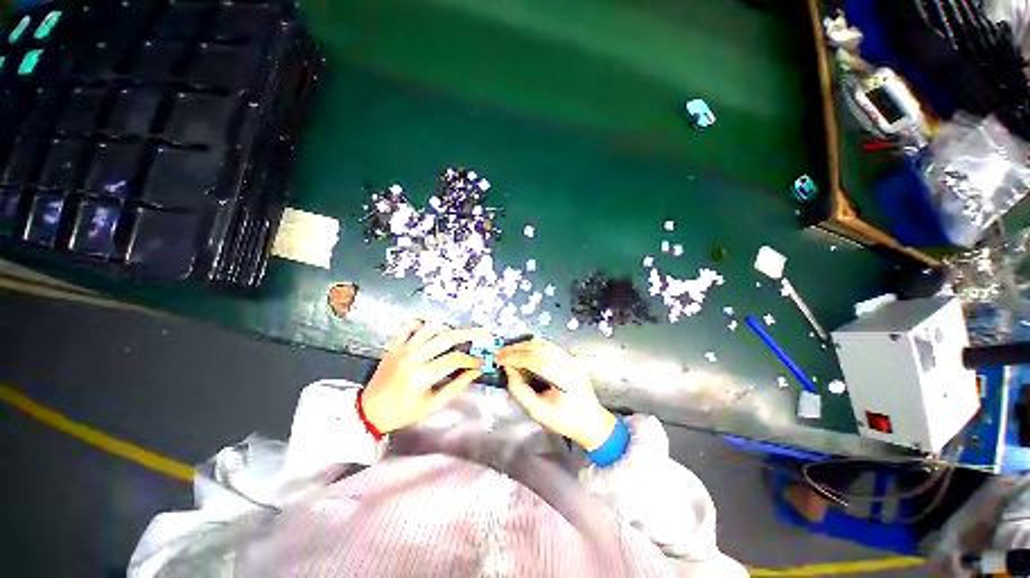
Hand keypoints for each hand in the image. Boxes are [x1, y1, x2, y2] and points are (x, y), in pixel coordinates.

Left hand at [362, 320, 489, 433]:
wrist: (369, 411)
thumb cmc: (403, 412)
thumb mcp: (432, 405)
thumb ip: (456, 387)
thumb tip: (475, 372)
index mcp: (423, 375)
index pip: (456, 359)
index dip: (472, 359)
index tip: (481, 361)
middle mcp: (414, 357)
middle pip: (447, 337)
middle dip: (469, 334)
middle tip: (483, 334)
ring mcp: (403, 348)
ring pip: (431, 327)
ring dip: (448, 329)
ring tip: (460, 334)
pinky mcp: (394, 345)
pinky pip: (410, 326)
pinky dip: (423, 324)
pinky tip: (433, 329)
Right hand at [496, 339, 615, 450]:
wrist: (592, 422)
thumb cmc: (566, 421)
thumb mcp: (538, 412)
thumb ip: (520, 391)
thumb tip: (508, 370)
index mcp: (565, 378)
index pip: (535, 360)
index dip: (514, 357)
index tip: (498, 359)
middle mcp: (569, 362)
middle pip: (538, 347)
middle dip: (516, 349)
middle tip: (499, 353)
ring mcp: (571, 358)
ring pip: (543, 343)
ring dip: (523, 346)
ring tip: (507, 352)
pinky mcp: (570, 357)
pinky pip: (548, 346)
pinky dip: (532, 347)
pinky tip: (521, 352)